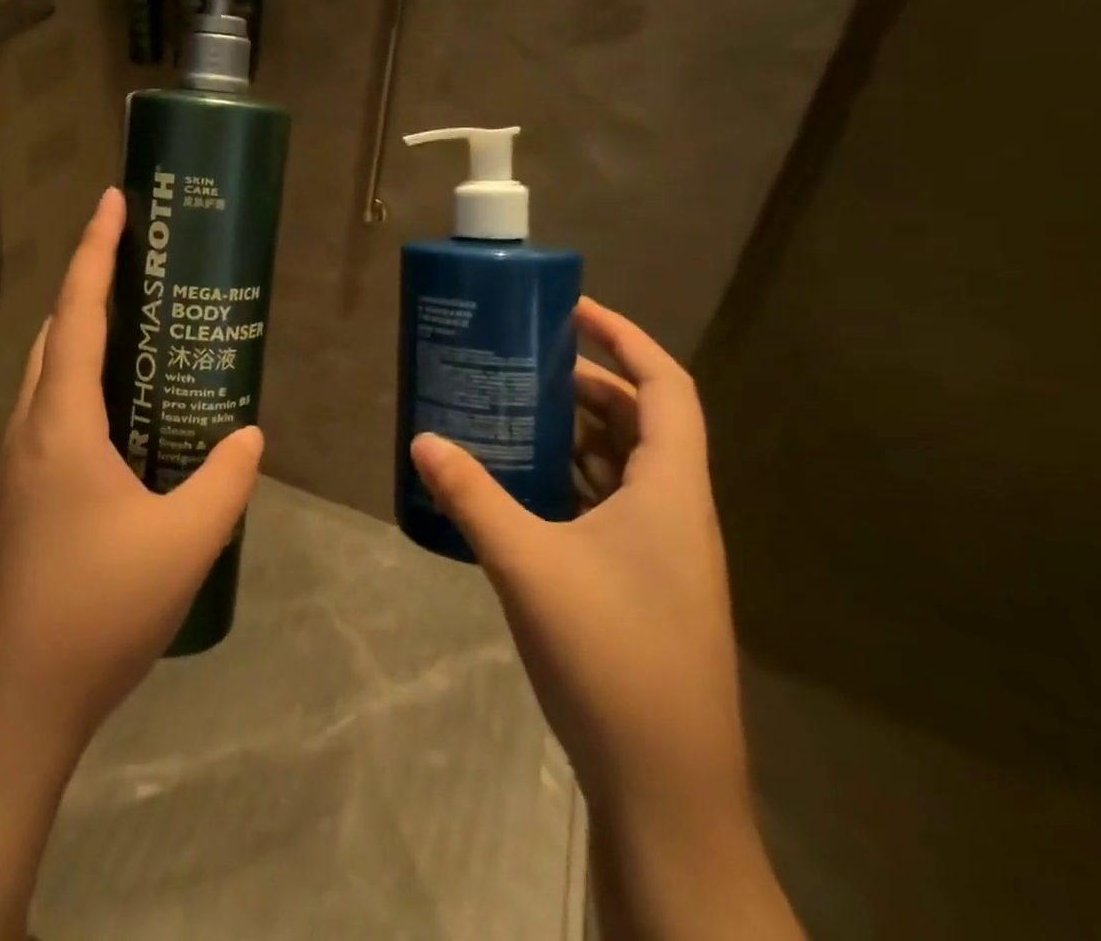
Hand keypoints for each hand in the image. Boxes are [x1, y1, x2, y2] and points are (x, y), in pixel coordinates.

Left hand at [0, 187, 264, 743]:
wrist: (11, 702)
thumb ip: (225, 482)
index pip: (79, 313)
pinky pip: (47, 423)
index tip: (112, 199)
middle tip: (140, 274)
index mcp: (61, 424)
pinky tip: (119, 432)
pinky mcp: (15, 504)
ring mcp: (14, 470)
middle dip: (90, 291)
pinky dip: (78, 397)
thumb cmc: (96, 610)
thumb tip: (249, 436)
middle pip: (56, 338)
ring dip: (83, 346)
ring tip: (137, 343)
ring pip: (45, 381)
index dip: (95, 250)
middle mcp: (28, 433)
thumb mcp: (184, 544)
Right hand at [410, 296, 744, 822]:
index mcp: (671, 493)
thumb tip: (422, 439)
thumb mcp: (527, 564)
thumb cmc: (610, 657)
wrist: (666, 788)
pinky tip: (525, 484)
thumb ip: (472, 496)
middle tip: (526, 359)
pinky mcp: (644, 584)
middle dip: (589, 381)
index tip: (572, 311)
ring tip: (518, 407)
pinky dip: (574, 477)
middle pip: (644, 421)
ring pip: (628, 465)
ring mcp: (665, 553)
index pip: (666, 387)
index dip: (625, 338)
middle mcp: (678, 513)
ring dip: (580, 430)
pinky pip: (612, 504)